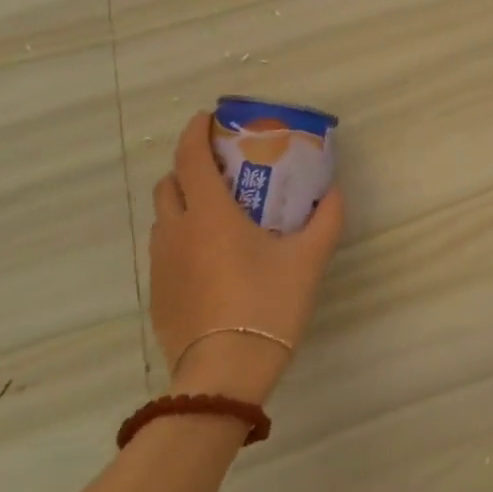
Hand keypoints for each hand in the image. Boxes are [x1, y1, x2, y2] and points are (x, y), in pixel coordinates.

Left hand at [149, 110, 344, 405]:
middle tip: (222, 171)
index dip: (195, 131)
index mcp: (209, 214)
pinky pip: (165, 250)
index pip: (189, 156)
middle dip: (189, 167)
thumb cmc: (267, 304)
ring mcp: (161, 264)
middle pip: (169, 182)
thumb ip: (326, 220)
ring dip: (184, 203)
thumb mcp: (308, 259)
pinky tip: (211, 260)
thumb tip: (335, 192)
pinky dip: (182, 238)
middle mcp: (176, 231)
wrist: (226, 373)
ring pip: (164, 217)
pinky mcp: (157, 293)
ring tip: (218, 215)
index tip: (209, 119)